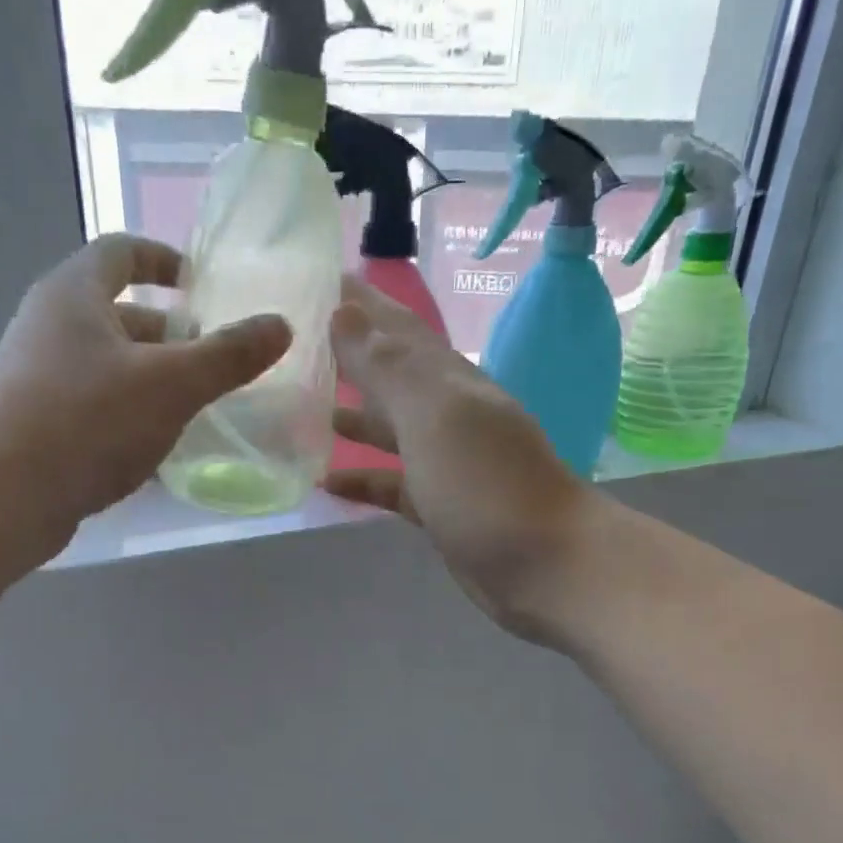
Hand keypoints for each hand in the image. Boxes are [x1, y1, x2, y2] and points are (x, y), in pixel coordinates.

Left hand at [0, 234, 290, 543]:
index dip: (164, 260)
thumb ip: (229, 356)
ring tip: (196, 406)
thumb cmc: (89, 421)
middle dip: (169, 334)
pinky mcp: (38, 423)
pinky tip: (158, 446)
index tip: (200, 284)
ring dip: (152, 379)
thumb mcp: (172, 385)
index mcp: (75, 294)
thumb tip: (281, 325)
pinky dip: (130, 414)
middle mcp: (50, 325)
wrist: (3, 494)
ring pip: (109, 365)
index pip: (122, 252)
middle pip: (118, 313)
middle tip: (213, 359)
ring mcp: (39, 376)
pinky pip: (95, 405)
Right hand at [326, 278, 607, 646]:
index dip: (362, 303)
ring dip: (352, 415)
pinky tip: (326, 480)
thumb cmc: (487, 485)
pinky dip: (362, 479)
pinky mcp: (439, 508)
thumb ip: (388, 368)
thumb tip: (343, 312)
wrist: (545, 565)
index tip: (319, 277)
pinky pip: (392, 485)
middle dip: (350, 354)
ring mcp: (445, 464)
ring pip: (390, 430)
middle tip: (298, 340)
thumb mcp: (435, 416)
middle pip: (391, 375)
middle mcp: (448, 414)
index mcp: (448, 381)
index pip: (397, 329)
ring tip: (301, 405)